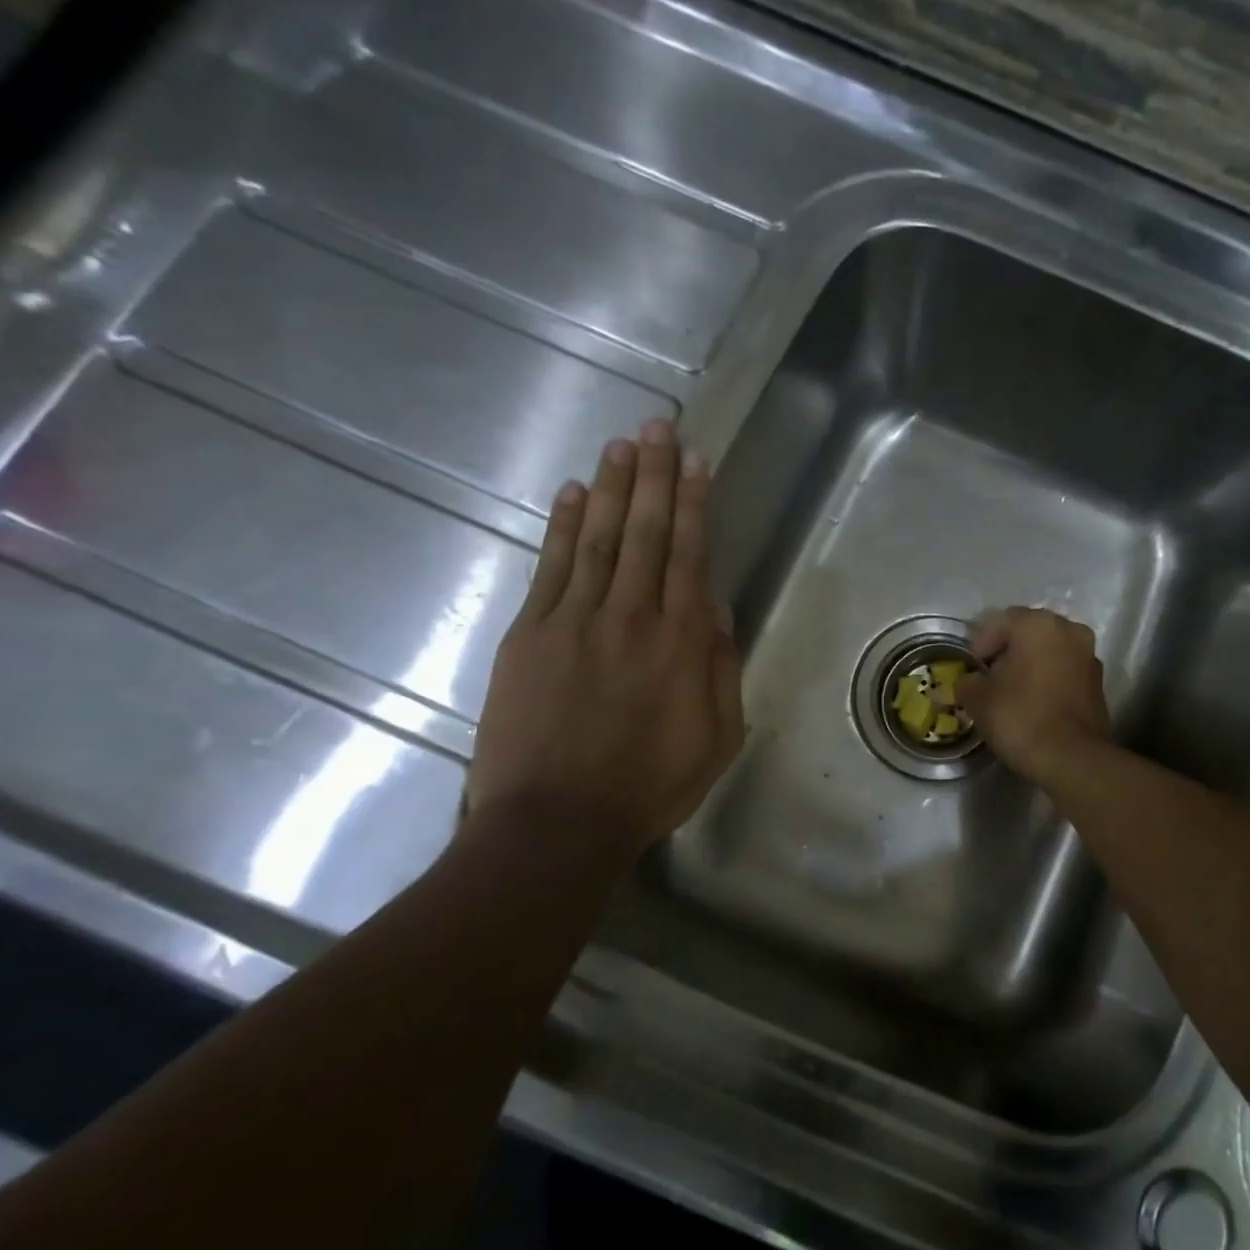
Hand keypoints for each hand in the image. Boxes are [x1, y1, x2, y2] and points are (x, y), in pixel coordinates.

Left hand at [466, 419, 743, 855]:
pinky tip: (574, 495)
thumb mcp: (717, 738)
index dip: (692, 504)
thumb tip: (716, 607)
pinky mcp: (529, 635)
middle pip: (644, 532)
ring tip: (622, 444)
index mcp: (680, 643)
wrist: (557, 822)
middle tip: (658, 426)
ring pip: (597, 539)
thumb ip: (720, 668)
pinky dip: (563, 528)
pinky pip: (550, 569)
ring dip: (611, 488)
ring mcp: (573, 621)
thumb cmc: (648, 786)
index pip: (688, 555)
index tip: (695, 461)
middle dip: (653, 475)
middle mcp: (629, 617)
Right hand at [958, 607, 1113, 784]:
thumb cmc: (1021, 717)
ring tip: (1009, 692)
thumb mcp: (979, 699)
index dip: (981, 642)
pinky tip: (1033, 703)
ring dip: (1029, 665)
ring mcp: (1089, 657)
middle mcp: (1070, 631)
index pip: (1001, 621)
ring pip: (1050, 652)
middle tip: (987, 677)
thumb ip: (968, 682)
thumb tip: (969, 682)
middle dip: (1007, 652)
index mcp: (1039, 624)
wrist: (1073, 759)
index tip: (970, 667)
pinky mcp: (1098, 684)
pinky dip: (1048, 680)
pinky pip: (1064, 672)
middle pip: (1029, 634)